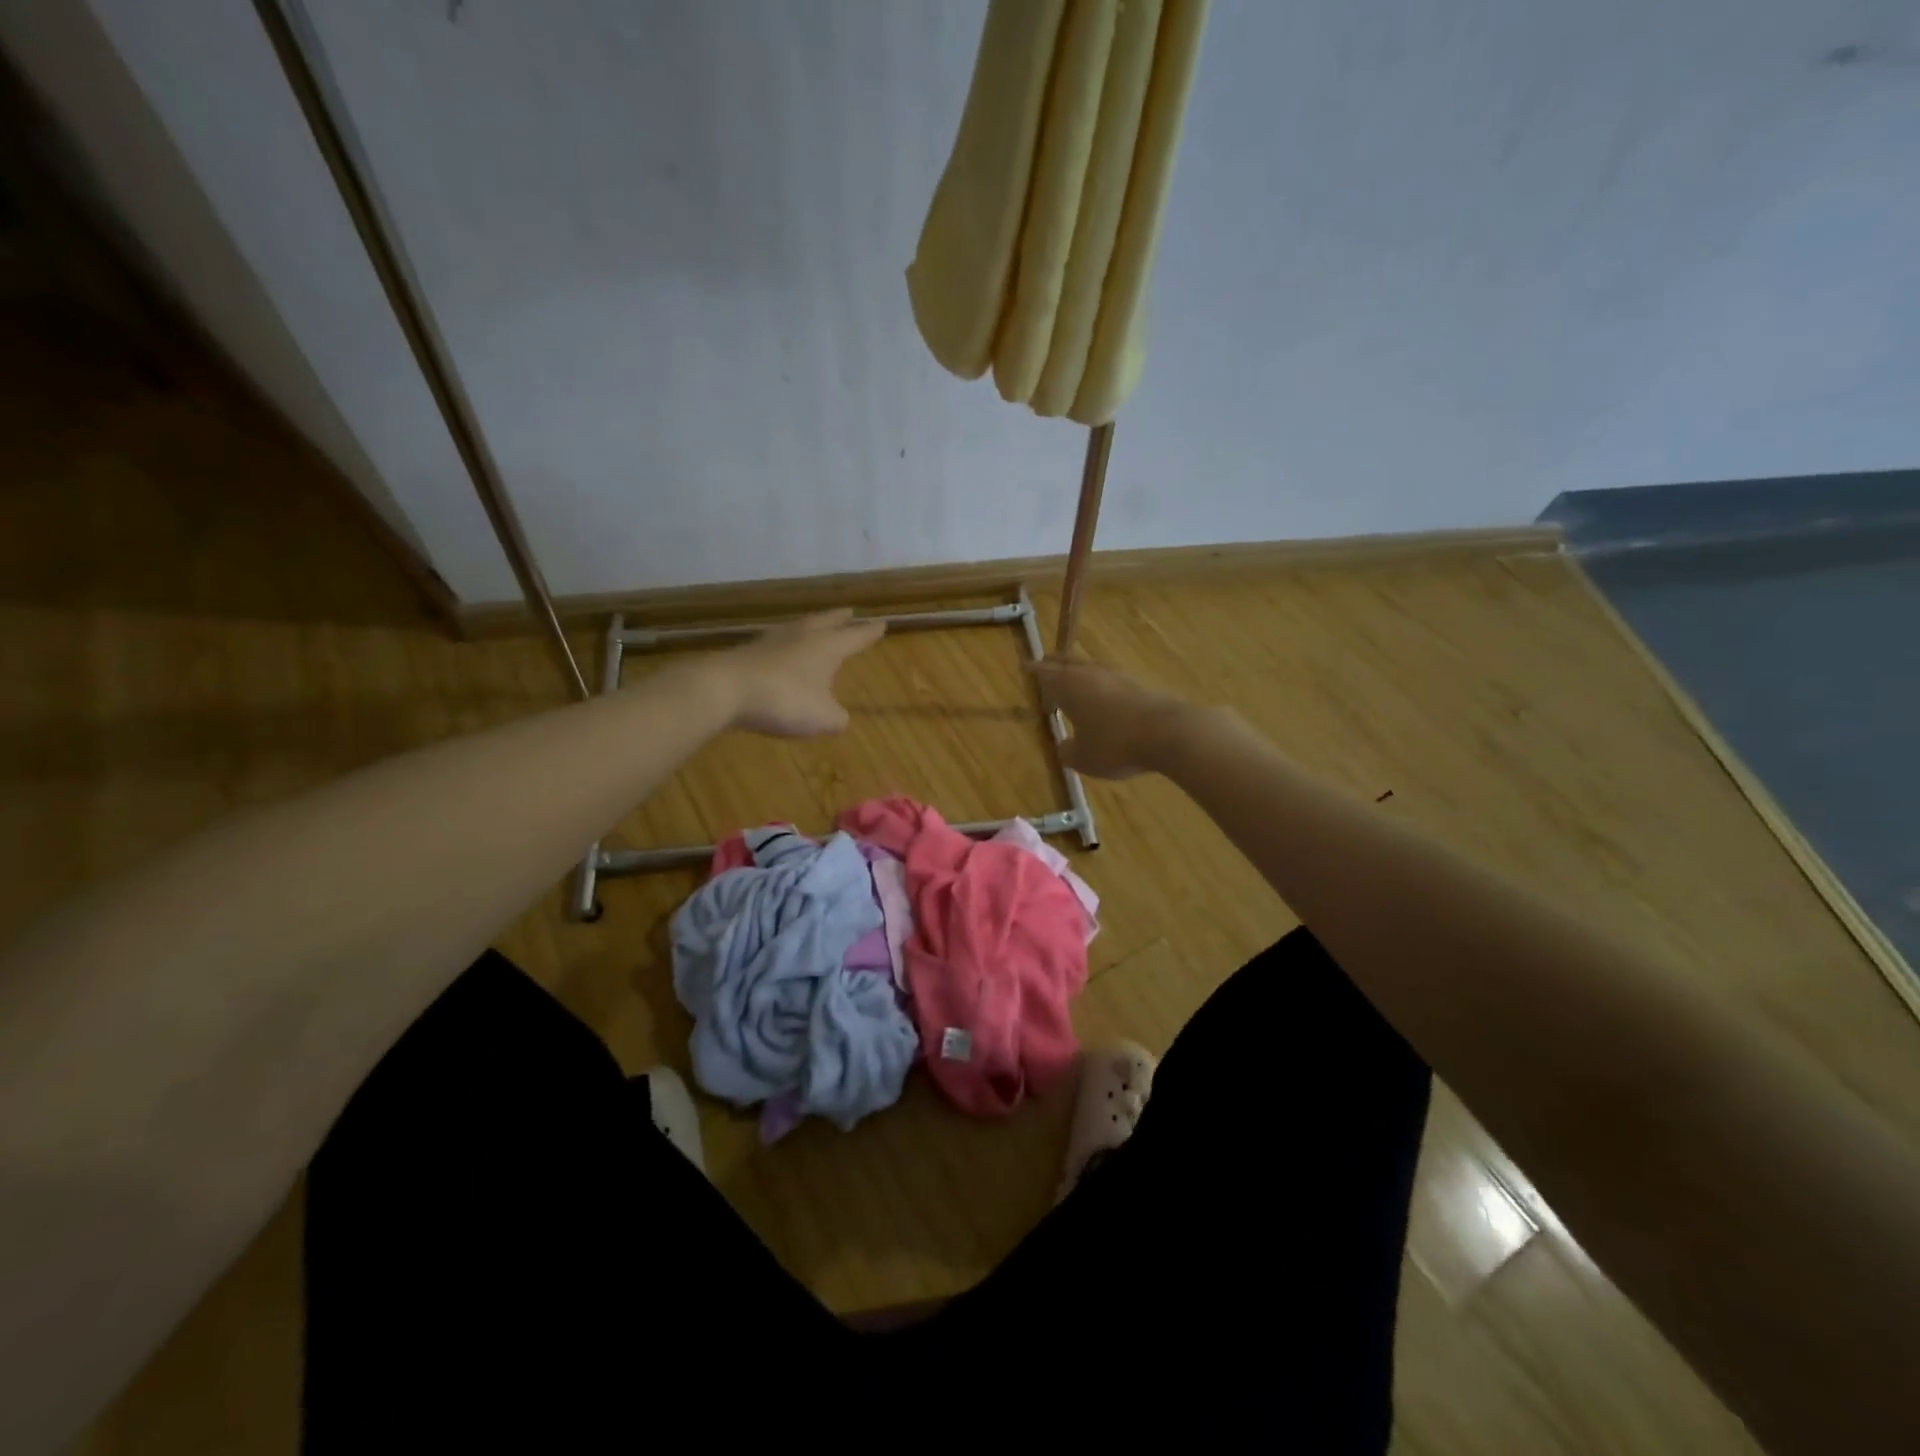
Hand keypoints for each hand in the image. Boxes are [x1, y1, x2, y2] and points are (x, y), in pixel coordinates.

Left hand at [718, 608, 884, 736]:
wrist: (725, 690)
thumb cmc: (785, 700)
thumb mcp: (823, 718)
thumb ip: (837, 717)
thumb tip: (840, 717)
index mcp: (827, 647)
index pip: (855, 637)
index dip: (869, 633)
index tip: (882, 623)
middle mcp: (802, 637)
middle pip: (825, 622)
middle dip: (839, 619)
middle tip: (849, 612)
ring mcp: (771, 642)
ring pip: (797, 628)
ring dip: (810, 627)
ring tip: (815, 627)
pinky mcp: (747, 653)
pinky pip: (774, 645)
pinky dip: (784, 647)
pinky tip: (781, 653)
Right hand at [1031, 656, 1194, 779]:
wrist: (1166, 733)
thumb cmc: (1115, 744)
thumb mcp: (1083, 758)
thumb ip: (1068, 752)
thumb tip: (1064, 746)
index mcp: (1069, 687)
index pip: (1045, 673)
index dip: (1034, 671)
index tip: (1025, 666)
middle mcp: (1089, 674)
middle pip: (1068, 662)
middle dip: (1055, 662)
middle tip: (1045, 661)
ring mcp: (1116, 676)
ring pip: (1090, 666)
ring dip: (1078, 669)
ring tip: (1072, 674)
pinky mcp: (1138, 684)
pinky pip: (1110, 678)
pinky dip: (1100, 681)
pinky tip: (1102, 691)